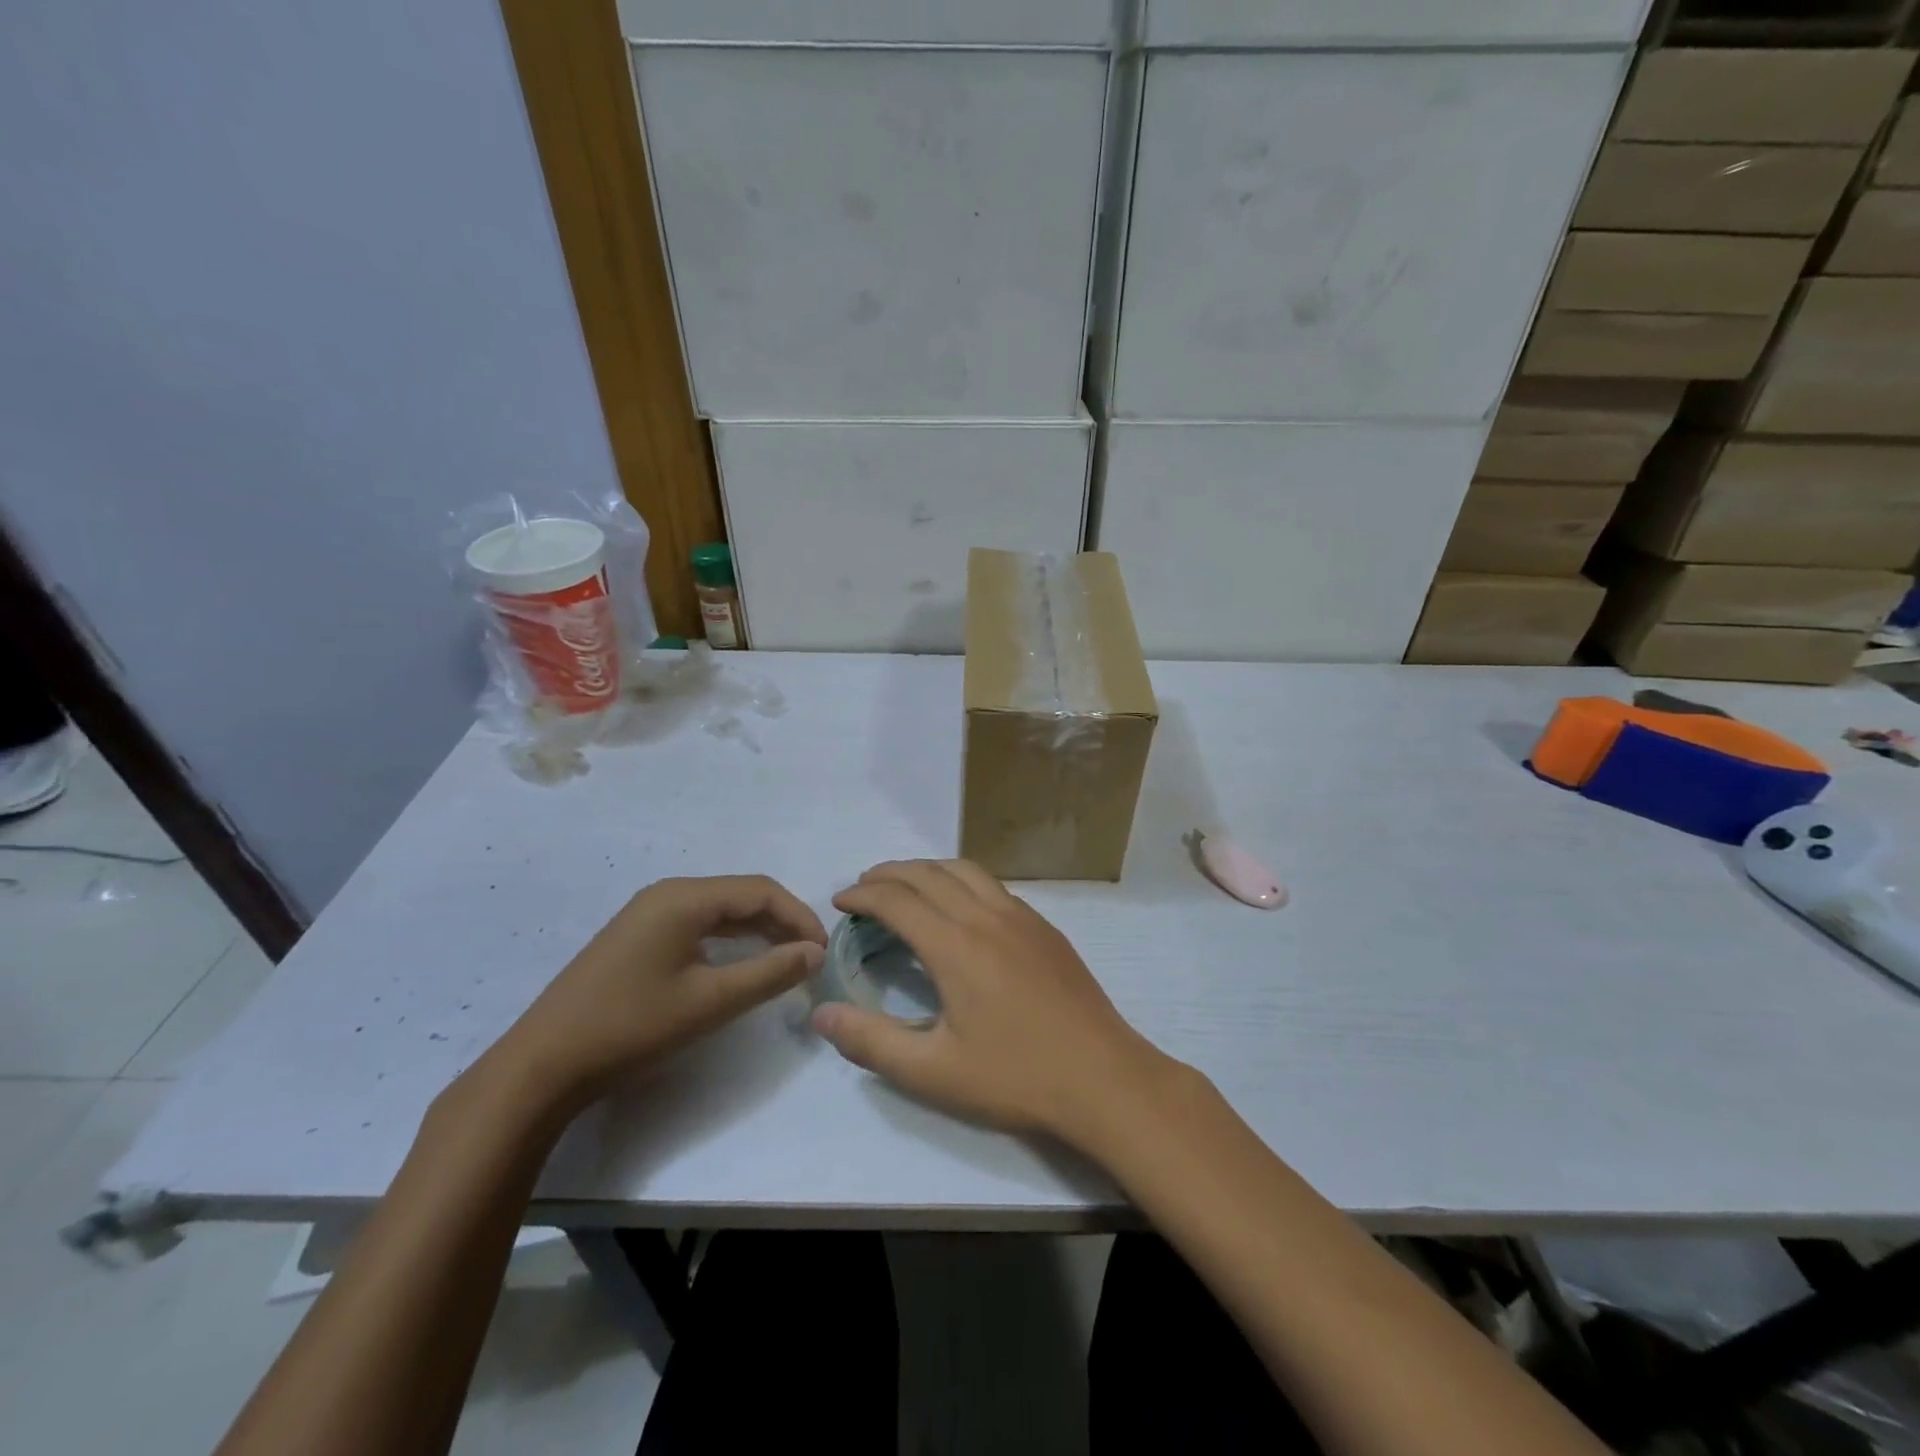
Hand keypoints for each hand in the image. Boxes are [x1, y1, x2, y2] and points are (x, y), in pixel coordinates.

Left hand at [489, 875, 826, 1114]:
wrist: (543, 1065)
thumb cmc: (632, 1027)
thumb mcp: (710, 1002)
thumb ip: (770, 972)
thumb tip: (815, 952)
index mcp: (684, 897)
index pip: (761, 890)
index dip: (799, 917)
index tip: (823, 952)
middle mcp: (667, 894)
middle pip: (741, 895)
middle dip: (781, 921)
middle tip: (809, 958)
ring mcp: (648, 914)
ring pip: (719, 910)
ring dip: (757, 930)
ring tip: (785, 960)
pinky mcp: (637, 937)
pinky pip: (697, 924)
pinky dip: (729, 939)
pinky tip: (740, 963)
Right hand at [811, 860, 1174, 1145]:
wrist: (1103, 1077)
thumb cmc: (1015, 1077)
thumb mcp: (933, 1071)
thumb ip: (871, 1041)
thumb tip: (821, 1014)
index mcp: (955, 945)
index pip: (897, 900)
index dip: (863, 895)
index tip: (840, 902)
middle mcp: (986, 916)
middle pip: (928, 873)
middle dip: (889, 873)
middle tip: (863, 887)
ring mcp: (1021, 917)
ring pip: (965, 870)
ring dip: (927, 869)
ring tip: (906, 886)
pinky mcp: (1044, 927)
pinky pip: (993, 885)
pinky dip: (961, 880)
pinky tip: (960, 907)